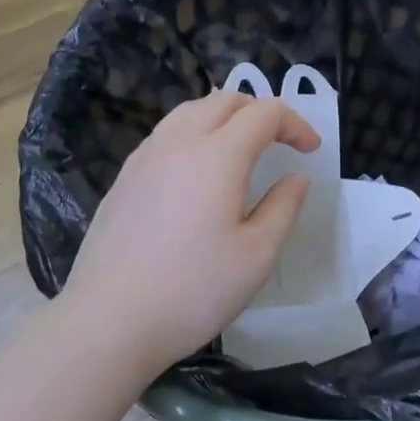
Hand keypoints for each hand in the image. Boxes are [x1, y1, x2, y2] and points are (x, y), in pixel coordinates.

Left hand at [62, 90, 319, 376]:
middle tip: (280, 141)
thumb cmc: (192, 291)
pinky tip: (196, 170)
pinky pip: (166, 134)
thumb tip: (296, 177)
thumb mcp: (257, 256)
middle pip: (224, 100)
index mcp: (217, 156)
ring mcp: (145, 157)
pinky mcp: (124, 177)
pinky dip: (193, 133)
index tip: (310, 151)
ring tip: (240, 146)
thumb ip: (283, 208)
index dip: (294, 123)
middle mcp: (179, 142)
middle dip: (259, 111)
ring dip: (224, 116)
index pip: (263, 113)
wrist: (109, 320)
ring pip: (190, 111)